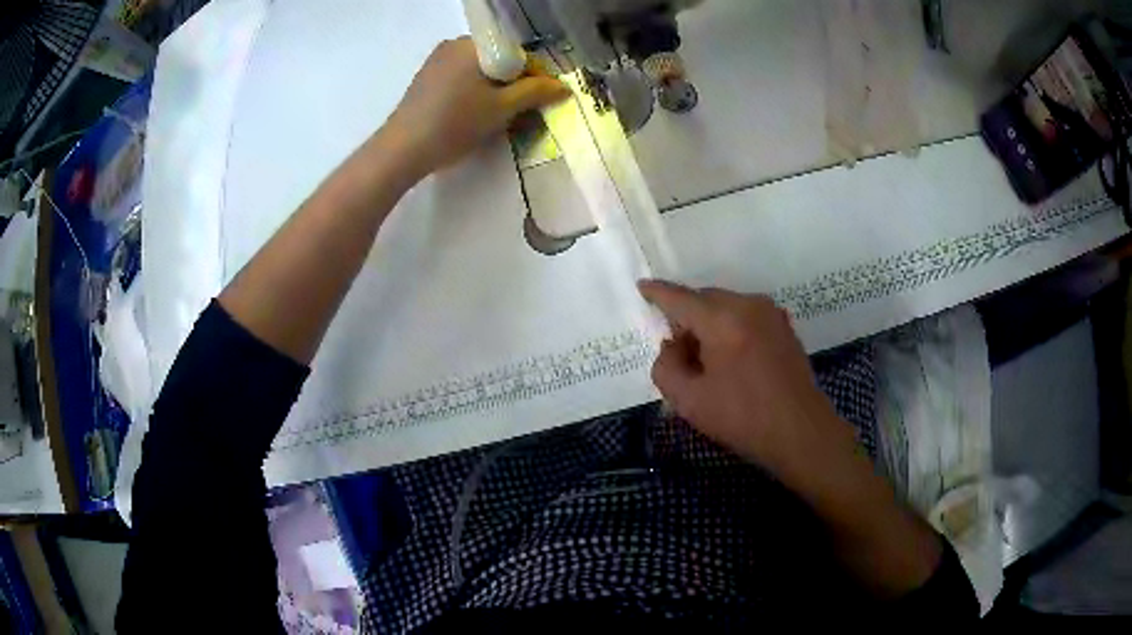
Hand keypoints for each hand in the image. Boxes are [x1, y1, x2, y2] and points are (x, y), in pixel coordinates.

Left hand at [383, 37, 570, 180]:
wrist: (402, 150)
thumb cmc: (455, 124)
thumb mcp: (501, 109)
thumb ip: (535, 93)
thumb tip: (564, 87)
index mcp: (474, 45)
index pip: (517, 53)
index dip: (534, 76)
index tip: (541, 100)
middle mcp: (454, 45)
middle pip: (498, 61)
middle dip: (513, 84)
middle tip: (521, 113)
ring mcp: (436, 61)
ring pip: (479, 71)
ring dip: (494, 91)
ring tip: (498, 118)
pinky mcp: (426, 79)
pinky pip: (461, 79)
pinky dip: (474, 93)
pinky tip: (472, 116)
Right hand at [638, 280, 857, 480]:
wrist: (800, 431)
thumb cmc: (742, 417)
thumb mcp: (689, 401)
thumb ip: (666, 367)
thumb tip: (672, 347)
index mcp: (722, 319)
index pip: (680, 298)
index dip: (658, 293)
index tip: (642, 287)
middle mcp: (748, 305)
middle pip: (704, 299)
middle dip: (686, 318)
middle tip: (679, 354)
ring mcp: (770, 313)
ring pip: (726, 306)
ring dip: (709, 324)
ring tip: (707, 362)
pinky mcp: (783, 326)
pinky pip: (745, 315)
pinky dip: (730, 327)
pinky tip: (732, 361)